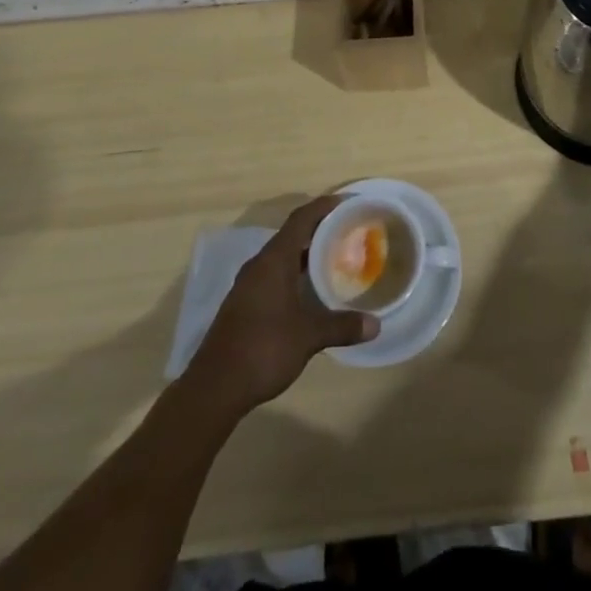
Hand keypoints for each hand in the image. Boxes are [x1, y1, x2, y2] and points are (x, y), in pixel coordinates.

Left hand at [188, 195, 377, 413]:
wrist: (214, 387)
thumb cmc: (263, 349)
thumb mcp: (308, 337)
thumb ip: (341, 326)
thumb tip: (376, 325)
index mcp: (274, 260)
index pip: (301, 218)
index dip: (324, 206)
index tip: (348, 203)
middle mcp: (259, 265)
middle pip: (291, 234)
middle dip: (318, 229)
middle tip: (347, 231)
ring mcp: (248, 285)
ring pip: (281, 256)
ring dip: (305, 253)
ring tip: (333, 258)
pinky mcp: (243, 304)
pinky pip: (273, 275)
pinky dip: (293, 273)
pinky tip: (309, 291)